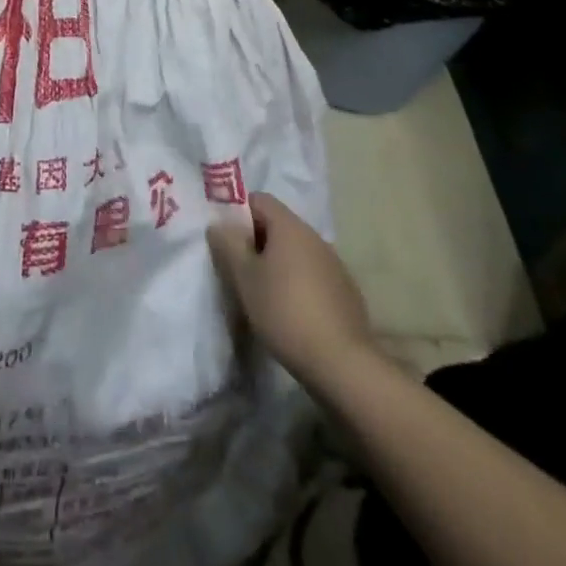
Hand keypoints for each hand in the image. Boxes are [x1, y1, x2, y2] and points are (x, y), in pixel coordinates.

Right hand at [208, 192, 376, 386]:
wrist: (342, 364)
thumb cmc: (285, 312)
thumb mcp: (244, 278)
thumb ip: (228, 244)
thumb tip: (219, 224)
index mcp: (290, 227)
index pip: (259, 200)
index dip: (239, 213)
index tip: (228, 240)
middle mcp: (315, 237)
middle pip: (279, 225)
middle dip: (257, 241)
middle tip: (240, 269)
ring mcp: (335, 265)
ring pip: (297, 252)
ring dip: (278, 264)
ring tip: (264, 293)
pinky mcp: (346, 292)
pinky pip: (314, 274)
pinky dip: (298, 283)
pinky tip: (292, 312)